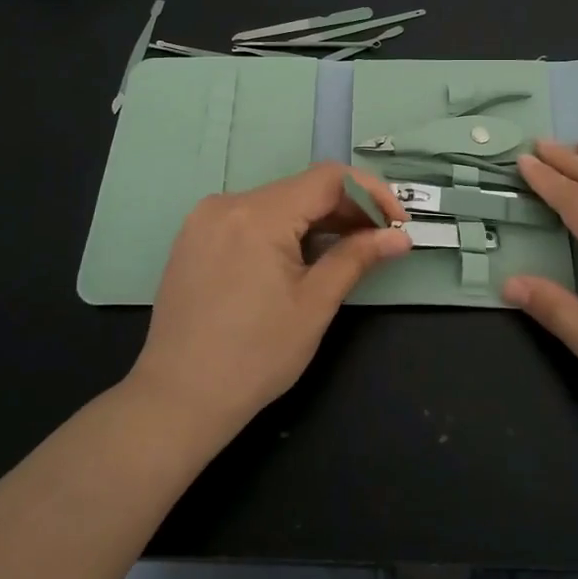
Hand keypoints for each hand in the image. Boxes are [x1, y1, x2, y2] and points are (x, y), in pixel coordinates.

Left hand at [126, 163, 411, 446]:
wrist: (178, 399)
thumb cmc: (255, 356)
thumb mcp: (315, 304)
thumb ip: (357, 258)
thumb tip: (399, 236)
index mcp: (258, 215)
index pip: (329, 179)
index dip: (371, 194)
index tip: (397, 224)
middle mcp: (227, 203)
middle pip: (302, 189)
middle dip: (346, 210)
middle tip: (379, 242)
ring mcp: (205, 220)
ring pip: (277, 203)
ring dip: (316, 220)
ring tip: (346, 252)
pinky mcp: (195, 239)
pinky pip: (250, 219)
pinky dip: (284, 230)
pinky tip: (301, 259)